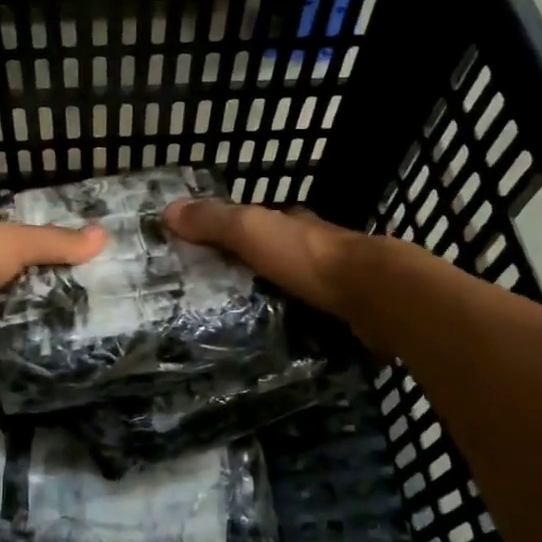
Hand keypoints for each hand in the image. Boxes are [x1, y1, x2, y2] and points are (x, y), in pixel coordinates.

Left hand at [0, 221, 105, 381]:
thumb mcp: (14, 241)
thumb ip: (55, 242)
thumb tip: (104, 236)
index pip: (22, 257)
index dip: (53, 261)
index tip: (92, 269)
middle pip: (23, 296)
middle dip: (55, 301)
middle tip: (103, 309)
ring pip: (19, 330)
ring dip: (46, 333)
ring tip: (96, 337)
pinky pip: (11, 363)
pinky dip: (33, 363)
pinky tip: (71, 365)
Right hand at [163, 198, 361, 319]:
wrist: (374, 295)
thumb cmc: (306, 257)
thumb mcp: (250, 231)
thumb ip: (213, 221)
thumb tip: (167, 210)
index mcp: (292, 221)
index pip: (257, 219)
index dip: (231, 229)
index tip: (205, 248)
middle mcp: (315, 243)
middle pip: (277, 250)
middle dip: (252, 263)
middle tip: (217, 288)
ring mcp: (335, 277)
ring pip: (295, 280)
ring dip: (273, 291)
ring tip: (241, 316)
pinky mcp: (348, 308)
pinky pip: (312, 308)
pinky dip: (295, 315)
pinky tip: (279, 332)